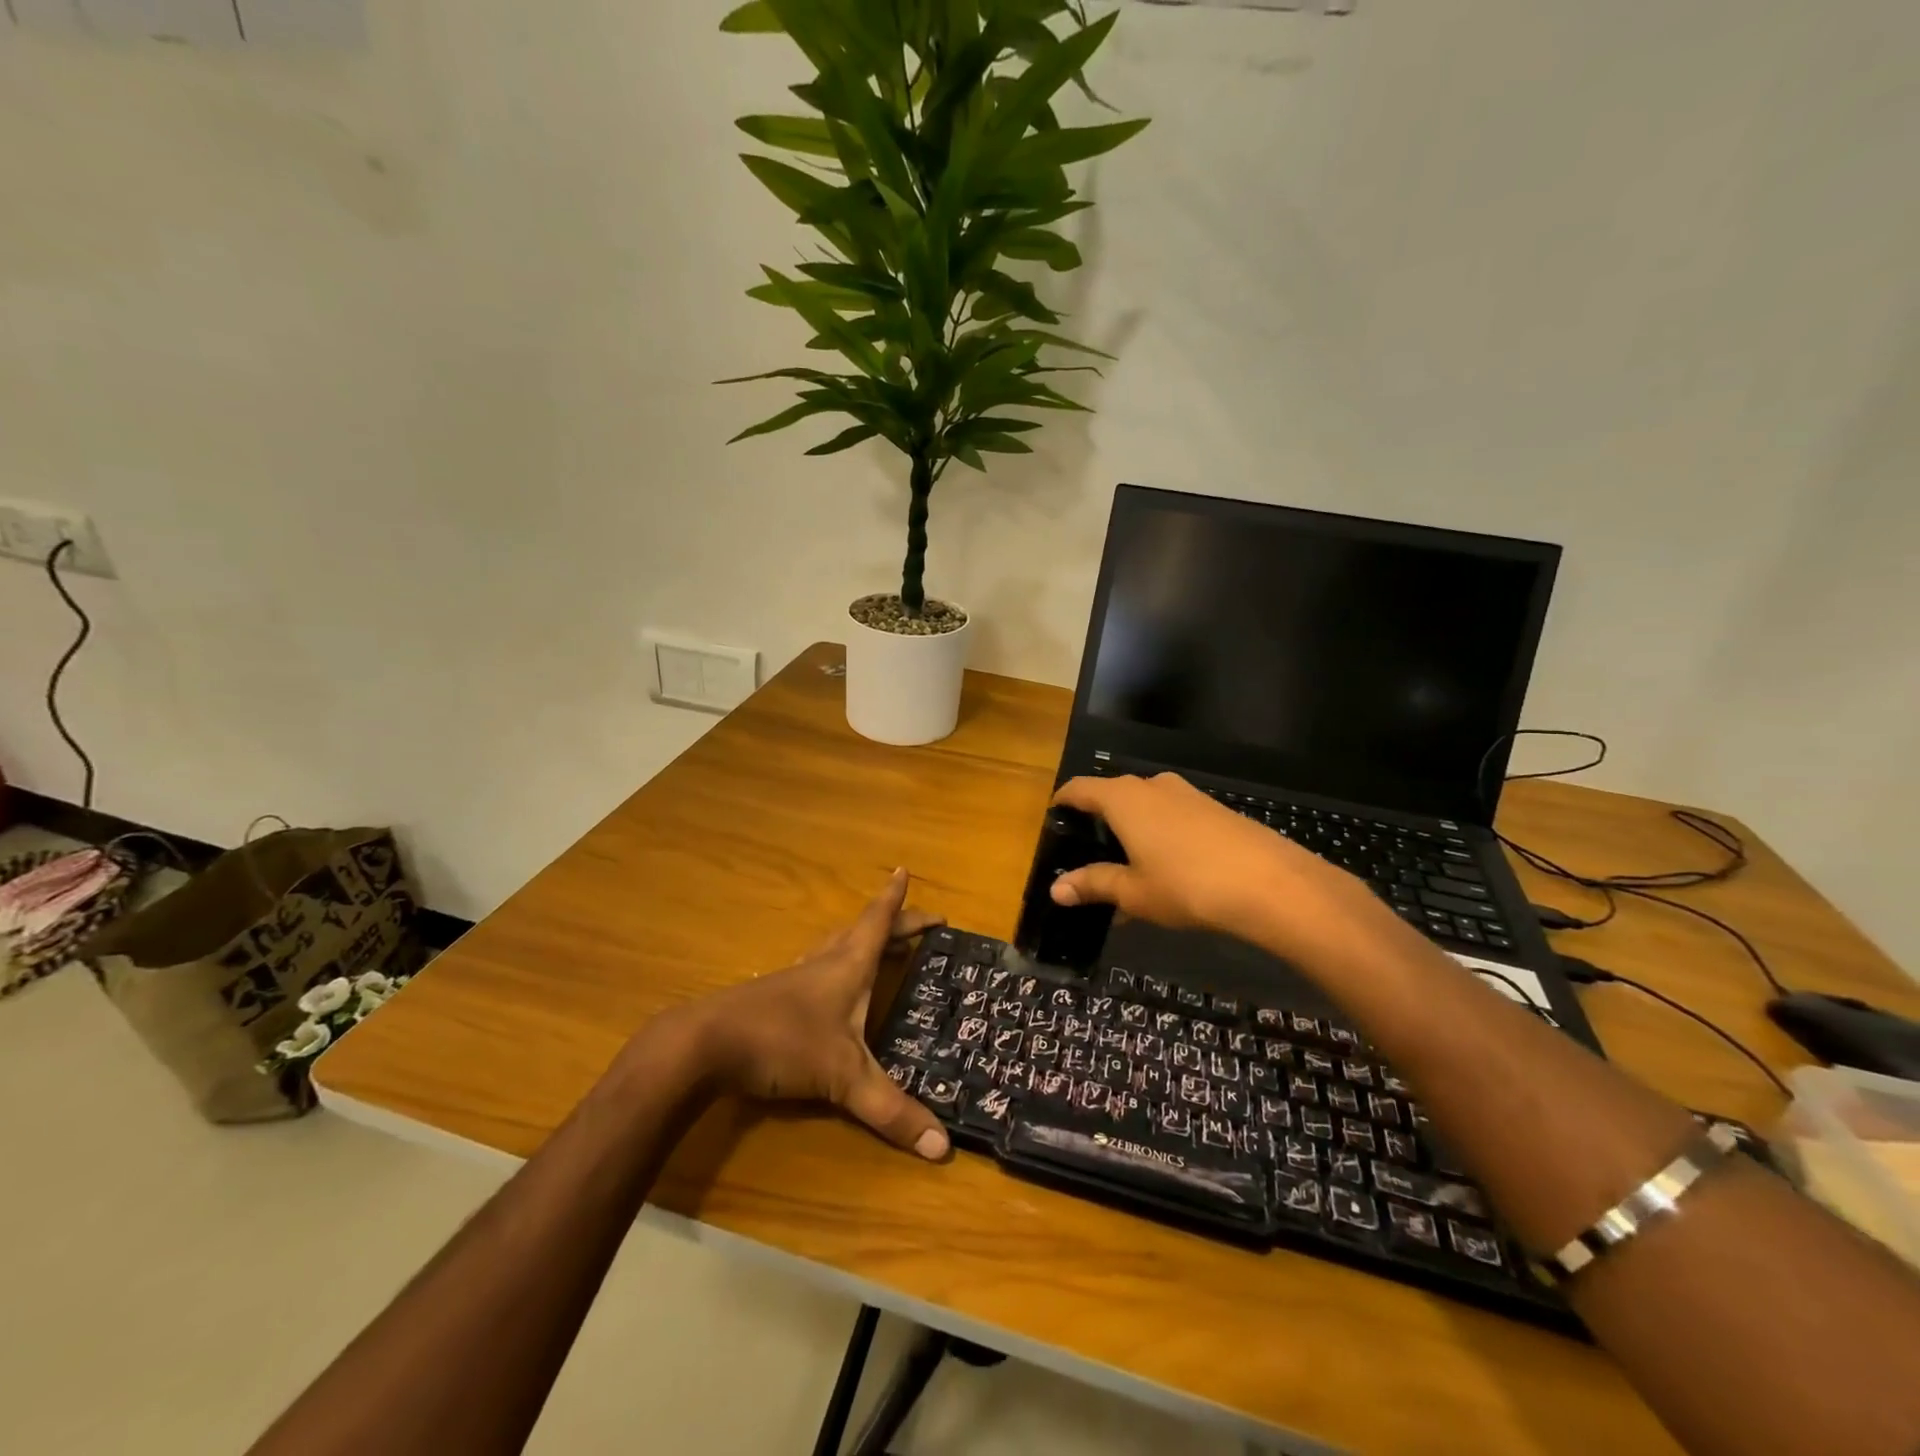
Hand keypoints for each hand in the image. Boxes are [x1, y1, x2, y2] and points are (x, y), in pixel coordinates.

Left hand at [667, 869, 950, 1160]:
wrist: (704, 1045)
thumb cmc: (783, 1042)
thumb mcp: (844, 1078)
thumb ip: (892, 1110)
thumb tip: (944, 1148)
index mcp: (848, 965)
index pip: (878, 922)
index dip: (896, 900)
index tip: (905, 871)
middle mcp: (823, 963)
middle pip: (861, 931)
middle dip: (891, 923)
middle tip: (917, 924)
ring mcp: (795, 979)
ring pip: (834, 948)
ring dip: (859, 941)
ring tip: (876, 948)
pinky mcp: (773, 999)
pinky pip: (815, 971)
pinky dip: (833, 969)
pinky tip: (827, 990)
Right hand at [1049, 773, 1377, 950]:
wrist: (1270, 883)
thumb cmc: (1186, 884)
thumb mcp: (1133, 891)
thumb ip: (1094, 884)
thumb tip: (1056, 889)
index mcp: (1123, 799)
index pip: (1080, 789)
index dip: (1063, 802)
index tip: (1053, 820)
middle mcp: (1152, 785)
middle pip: (1112, 795)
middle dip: (1098, 821)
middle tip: (1087, 854)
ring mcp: (1186, 794)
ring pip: (1145, 806)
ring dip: (1131, 831)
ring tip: (1126, 868)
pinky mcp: (1213, 809)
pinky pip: (1171, 816)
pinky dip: (1158, 835)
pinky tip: (1165, 870)